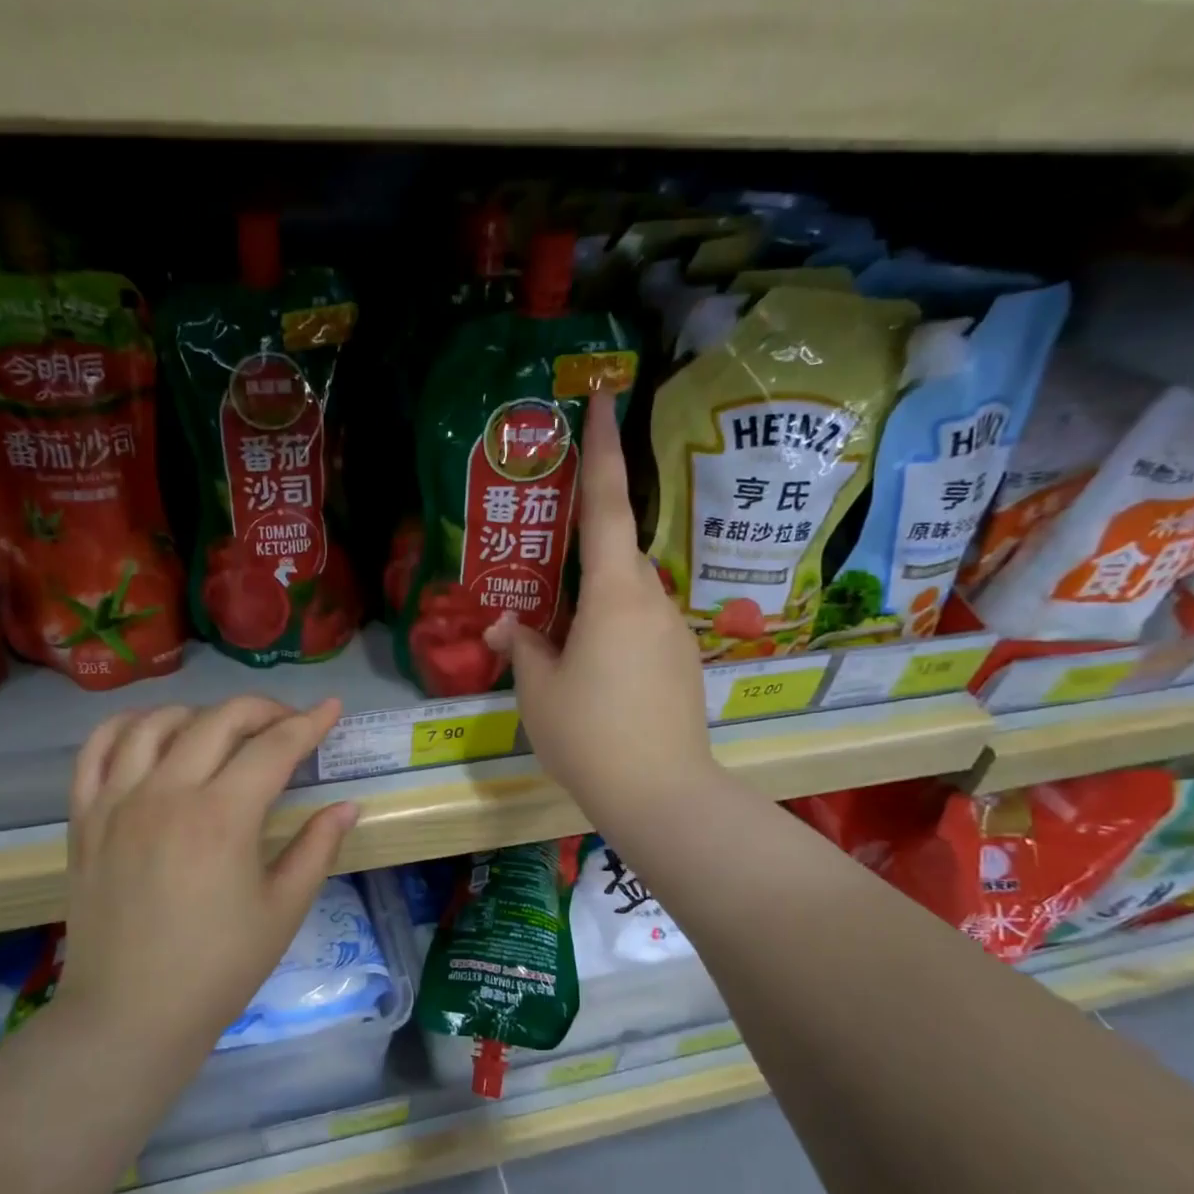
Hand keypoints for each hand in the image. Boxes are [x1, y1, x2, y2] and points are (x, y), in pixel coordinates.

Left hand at [59, 698, 358, 1058]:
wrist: (130, 1015)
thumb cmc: (218, 968)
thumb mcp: (283, 910)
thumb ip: (317, 848)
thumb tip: (347, 806)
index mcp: (222, 817)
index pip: (274, 747)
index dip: (309, 723)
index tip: (331, 708)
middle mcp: (167, 793)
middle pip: (219, 720)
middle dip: (263, 710)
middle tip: (288, 725)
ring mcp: (118, 801)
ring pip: (157, 722)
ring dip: (199, 714)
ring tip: (223, 732)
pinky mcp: (84, 817)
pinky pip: (97, 749)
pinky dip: (126, 727)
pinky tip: (152, 734)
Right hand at [485, 389, 712, 829]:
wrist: (662, 795)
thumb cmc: (590, 735)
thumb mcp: (539, 691)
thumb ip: (524, 647)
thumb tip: (510, 626)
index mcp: (614, 594)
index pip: (607, 505)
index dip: (603, 450)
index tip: (605, 398)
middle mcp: (652, 601)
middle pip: (617, 556)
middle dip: (586, 552)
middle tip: (550, 568)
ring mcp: (674, 633)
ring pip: (628, 597)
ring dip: (596, 603)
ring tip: (563, 642)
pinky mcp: (682, 664)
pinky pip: (641, 629)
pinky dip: (614, 634)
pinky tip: (594, 675)